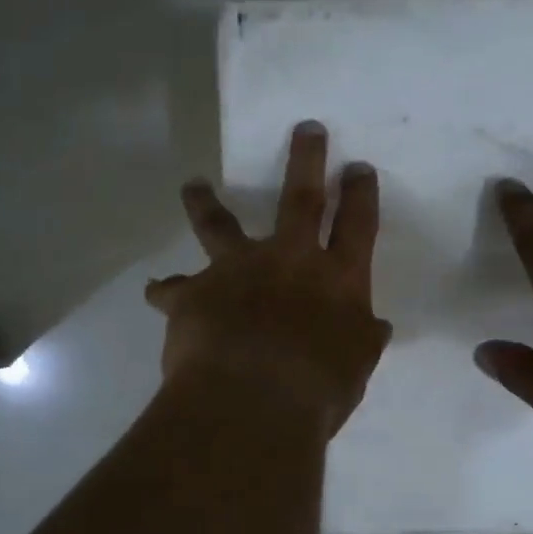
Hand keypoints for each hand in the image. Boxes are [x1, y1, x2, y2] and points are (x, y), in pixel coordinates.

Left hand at [146, 122, 392, 435]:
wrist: (252, 403)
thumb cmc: (317, 391)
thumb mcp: (356, 369)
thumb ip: (364, 341)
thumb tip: (375, 327)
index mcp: (338, 280)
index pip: (358, 226)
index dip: (360, 195)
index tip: (358, 168)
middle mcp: (290, 260)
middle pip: (301, 199)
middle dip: (306, 160)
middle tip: (306, 129)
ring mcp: (238, 270)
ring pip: (219, 224)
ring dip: (206, 201)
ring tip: (194, 184)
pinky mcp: (194, 293)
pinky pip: (172, 289)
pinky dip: (165, 290)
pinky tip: (157, 291)